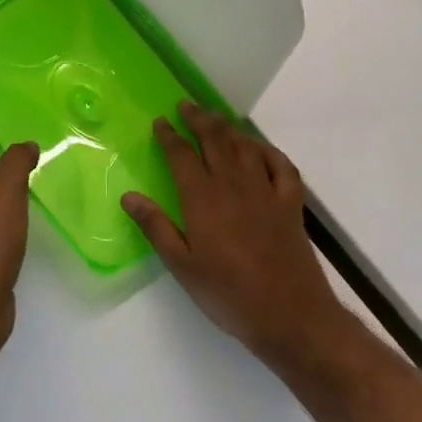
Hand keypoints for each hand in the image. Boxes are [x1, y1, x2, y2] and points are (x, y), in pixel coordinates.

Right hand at [122, 103, 349, 373]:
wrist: (291, 316)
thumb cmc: (229, 294)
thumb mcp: (182, 266)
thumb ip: (156, 227)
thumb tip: (129, 196)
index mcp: (203, 199)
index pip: (182, 155)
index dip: (169, 135)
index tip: (160, 121)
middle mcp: (234, 185)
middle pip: (215, 140)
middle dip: (198, 119)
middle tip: (186, 105)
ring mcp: (266, 192)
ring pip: (245, 147)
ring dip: (228, 128)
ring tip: (215, 118)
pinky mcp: (291, 204)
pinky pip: (281, 165)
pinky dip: (267, 150)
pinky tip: (258, 148)